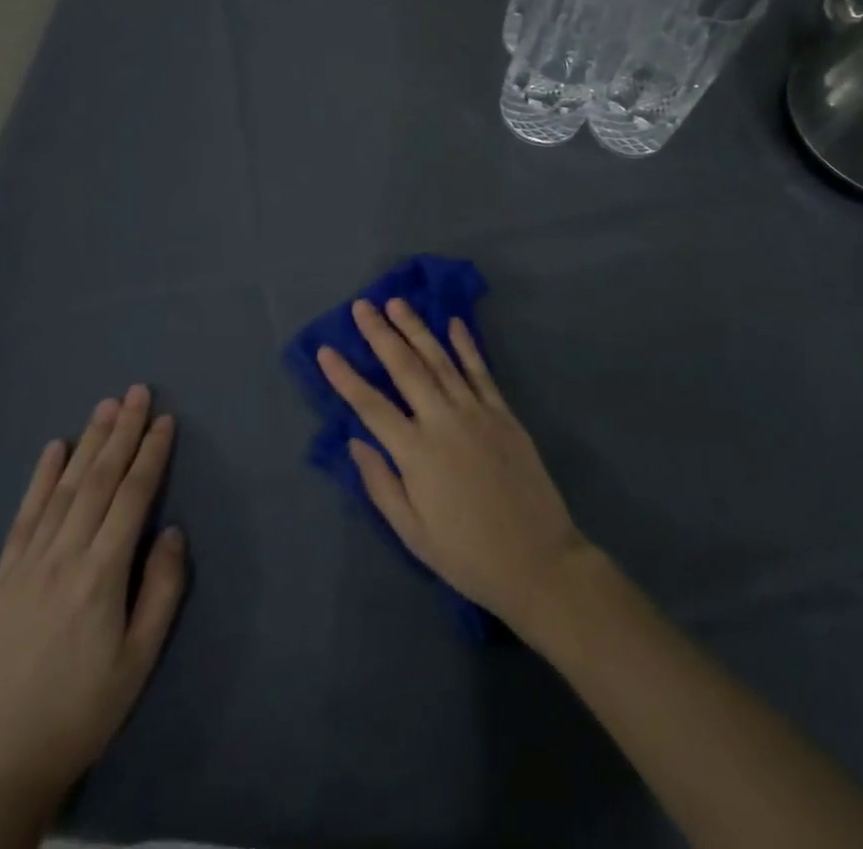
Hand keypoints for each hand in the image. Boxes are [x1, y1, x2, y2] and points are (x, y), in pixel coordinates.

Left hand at [0, 388, 185, 830]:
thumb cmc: (80, 713)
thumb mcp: (138, 662)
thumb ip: (161, 591)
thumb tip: (171, 531)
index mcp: (101, 576)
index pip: (132, 497)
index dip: (151, 454)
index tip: (165, 420)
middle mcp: (63, 557)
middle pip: (98, 480)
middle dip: (122, 432)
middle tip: (138, 391)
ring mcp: (27, 565)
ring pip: (64, 489)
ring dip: (88, 443)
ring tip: (105, 406)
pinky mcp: (0, 578)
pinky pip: (24, 516)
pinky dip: (40, 478)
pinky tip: (53, 449)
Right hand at [316, 298, 594, 636]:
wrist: (537, 559)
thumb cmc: (467, 554)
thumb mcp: (412, 532)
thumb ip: (381, 482)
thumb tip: (356, 441)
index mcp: (416, 453)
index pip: (371, 405)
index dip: (346, 377)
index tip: (325, 350)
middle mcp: (443, 421)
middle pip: (406, 368)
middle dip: (381, 334)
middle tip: (362, 306)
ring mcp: (476, 412)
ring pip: (441, 360)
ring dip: (417, 328)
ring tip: (397, 303)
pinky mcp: (503, 413)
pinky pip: (481, 371)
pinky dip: (466, 345)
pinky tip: (454, 323)